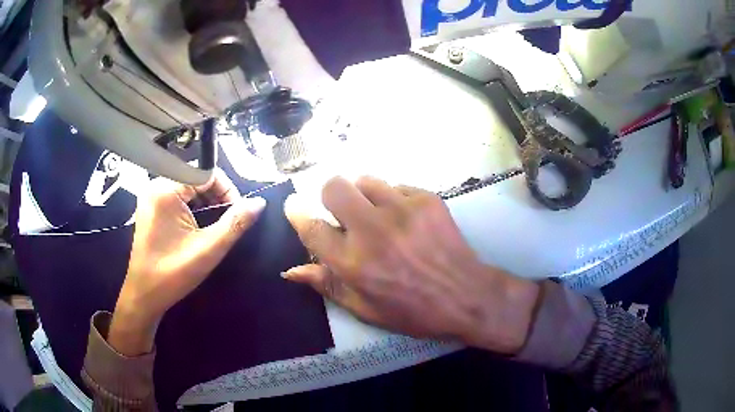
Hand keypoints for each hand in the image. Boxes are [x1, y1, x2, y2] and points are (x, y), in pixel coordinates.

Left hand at [109, 170, 265, 355]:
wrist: (144, 295)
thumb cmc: (173, 274)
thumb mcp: (208, 249)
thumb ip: (235, 223)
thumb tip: (259, 203)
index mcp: (166, 190)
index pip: (206, 173)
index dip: (228, 190)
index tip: (238, 212)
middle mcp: (156, 186)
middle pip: (196, 178)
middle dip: (217, 196)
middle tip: (229, 219)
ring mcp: (151, 196)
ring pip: (188, 187)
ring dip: (206, 201)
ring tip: (215, 224)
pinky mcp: (150, 207)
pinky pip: (177, 196)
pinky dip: (192, 206)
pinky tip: (198, 224)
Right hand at [284, 176, 539, 353]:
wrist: (466, 295)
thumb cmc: (413, 310)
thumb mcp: (365, 308)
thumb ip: (327, 285)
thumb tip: (291, 271)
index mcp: (354, 264)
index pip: (311, 228)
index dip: (297, 214)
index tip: (294, 206)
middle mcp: (373, 231)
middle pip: (333, 187)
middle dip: (330, 196)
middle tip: (343, 213)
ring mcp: (402, 210)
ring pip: (365, 180)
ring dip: (363, 196)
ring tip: (378, 216)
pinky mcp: (427, 199)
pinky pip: (396, 187)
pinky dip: (393, 200)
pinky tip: (406, 221)